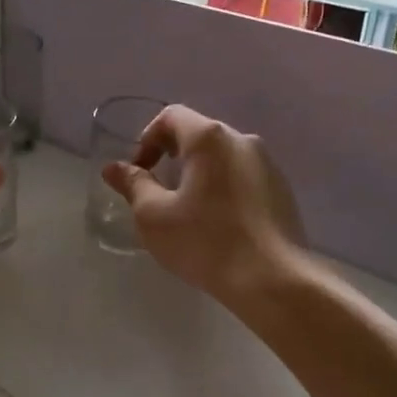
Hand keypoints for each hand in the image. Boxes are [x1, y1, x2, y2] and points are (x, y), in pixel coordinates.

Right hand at [101, 104, 307, 304]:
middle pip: (199, 134)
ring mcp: (268, 165)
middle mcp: (242, 140)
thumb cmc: (205, 241)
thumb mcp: (154, 215)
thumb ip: (133, 184)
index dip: (147, 139)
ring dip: (199, 173)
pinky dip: (223, 188)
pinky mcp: (282, 190)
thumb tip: (113, 168)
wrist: (273, 280)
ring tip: (188, 210)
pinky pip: (243, 177)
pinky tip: (218, 224)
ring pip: (223, 157)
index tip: (140, 172)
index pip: (171, 116)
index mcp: (209, 138)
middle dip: (173, 156)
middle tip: (158, 191)